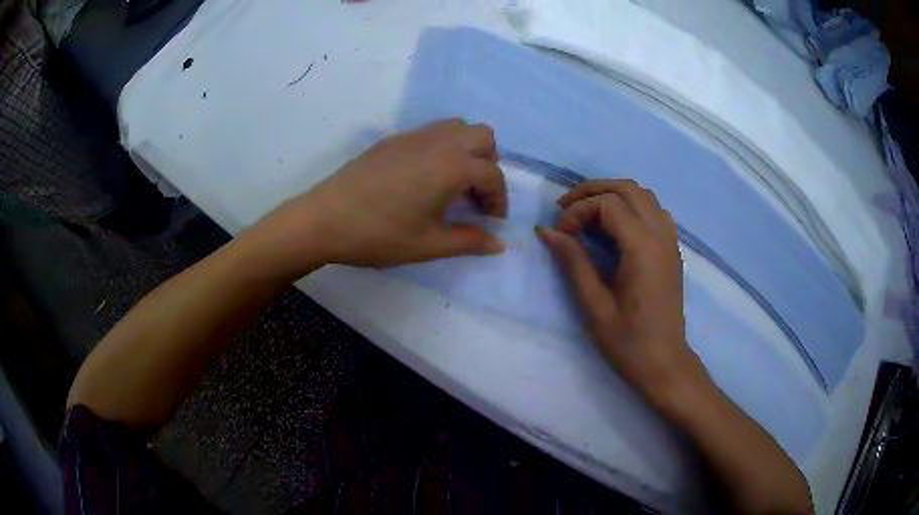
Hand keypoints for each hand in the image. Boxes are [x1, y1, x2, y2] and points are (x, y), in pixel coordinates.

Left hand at [250, 119, 507, 274]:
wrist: (324, 219)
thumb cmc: (379, 235)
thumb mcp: (428, 245)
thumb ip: (469, 242)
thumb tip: (499, 244)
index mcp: (451, 166)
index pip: (492, 174)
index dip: (499, 199)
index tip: (491, 221)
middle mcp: (437, 142)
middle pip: (483, 136)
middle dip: (489, 163)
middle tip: (475, 194)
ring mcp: (413, 136)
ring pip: (456, 127)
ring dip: (467, 150)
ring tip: (454, 183)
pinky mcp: (392, 139)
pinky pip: (431, 132)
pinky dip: (443, 147)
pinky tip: (424, 177)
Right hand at [537, 180, 700, 402]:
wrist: (664, 363)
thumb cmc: (628, 341)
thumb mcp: (594, 305)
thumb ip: (573, 262)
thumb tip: (547, 230)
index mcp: (643, 248)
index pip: (608, 204)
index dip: (578, 211)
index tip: (560, 235)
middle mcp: (661, 235)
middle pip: (628, 188)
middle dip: (593, 191)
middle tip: (565, 208)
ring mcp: (670, 240)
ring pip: (643, 195)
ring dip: (613, 194)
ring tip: (586, 213)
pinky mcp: (671, 249)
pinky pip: (653, 210)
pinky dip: (630, 206)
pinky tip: (614, 227)